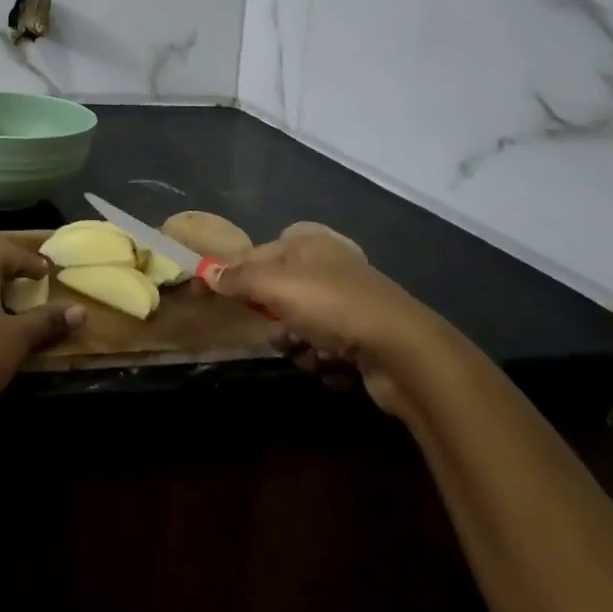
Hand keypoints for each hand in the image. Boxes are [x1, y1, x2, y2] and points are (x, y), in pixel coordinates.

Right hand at [211, 223, 446, 416]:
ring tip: (311, 354)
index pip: (257, 255)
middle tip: (279, 333)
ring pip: (300, 327)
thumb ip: (240, 279)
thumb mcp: (277, 286)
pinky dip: (324, 361)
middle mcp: (329, 268)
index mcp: (309, 244)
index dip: (232, 275)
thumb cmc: (334, 306)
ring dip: (298, 346)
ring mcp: (350, 304)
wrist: (404, 352)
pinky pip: (325, 350)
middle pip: (279, 294)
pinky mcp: (364, 340)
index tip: (208, 296)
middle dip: (274, 320)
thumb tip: (208, 272)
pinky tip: (334, 367)